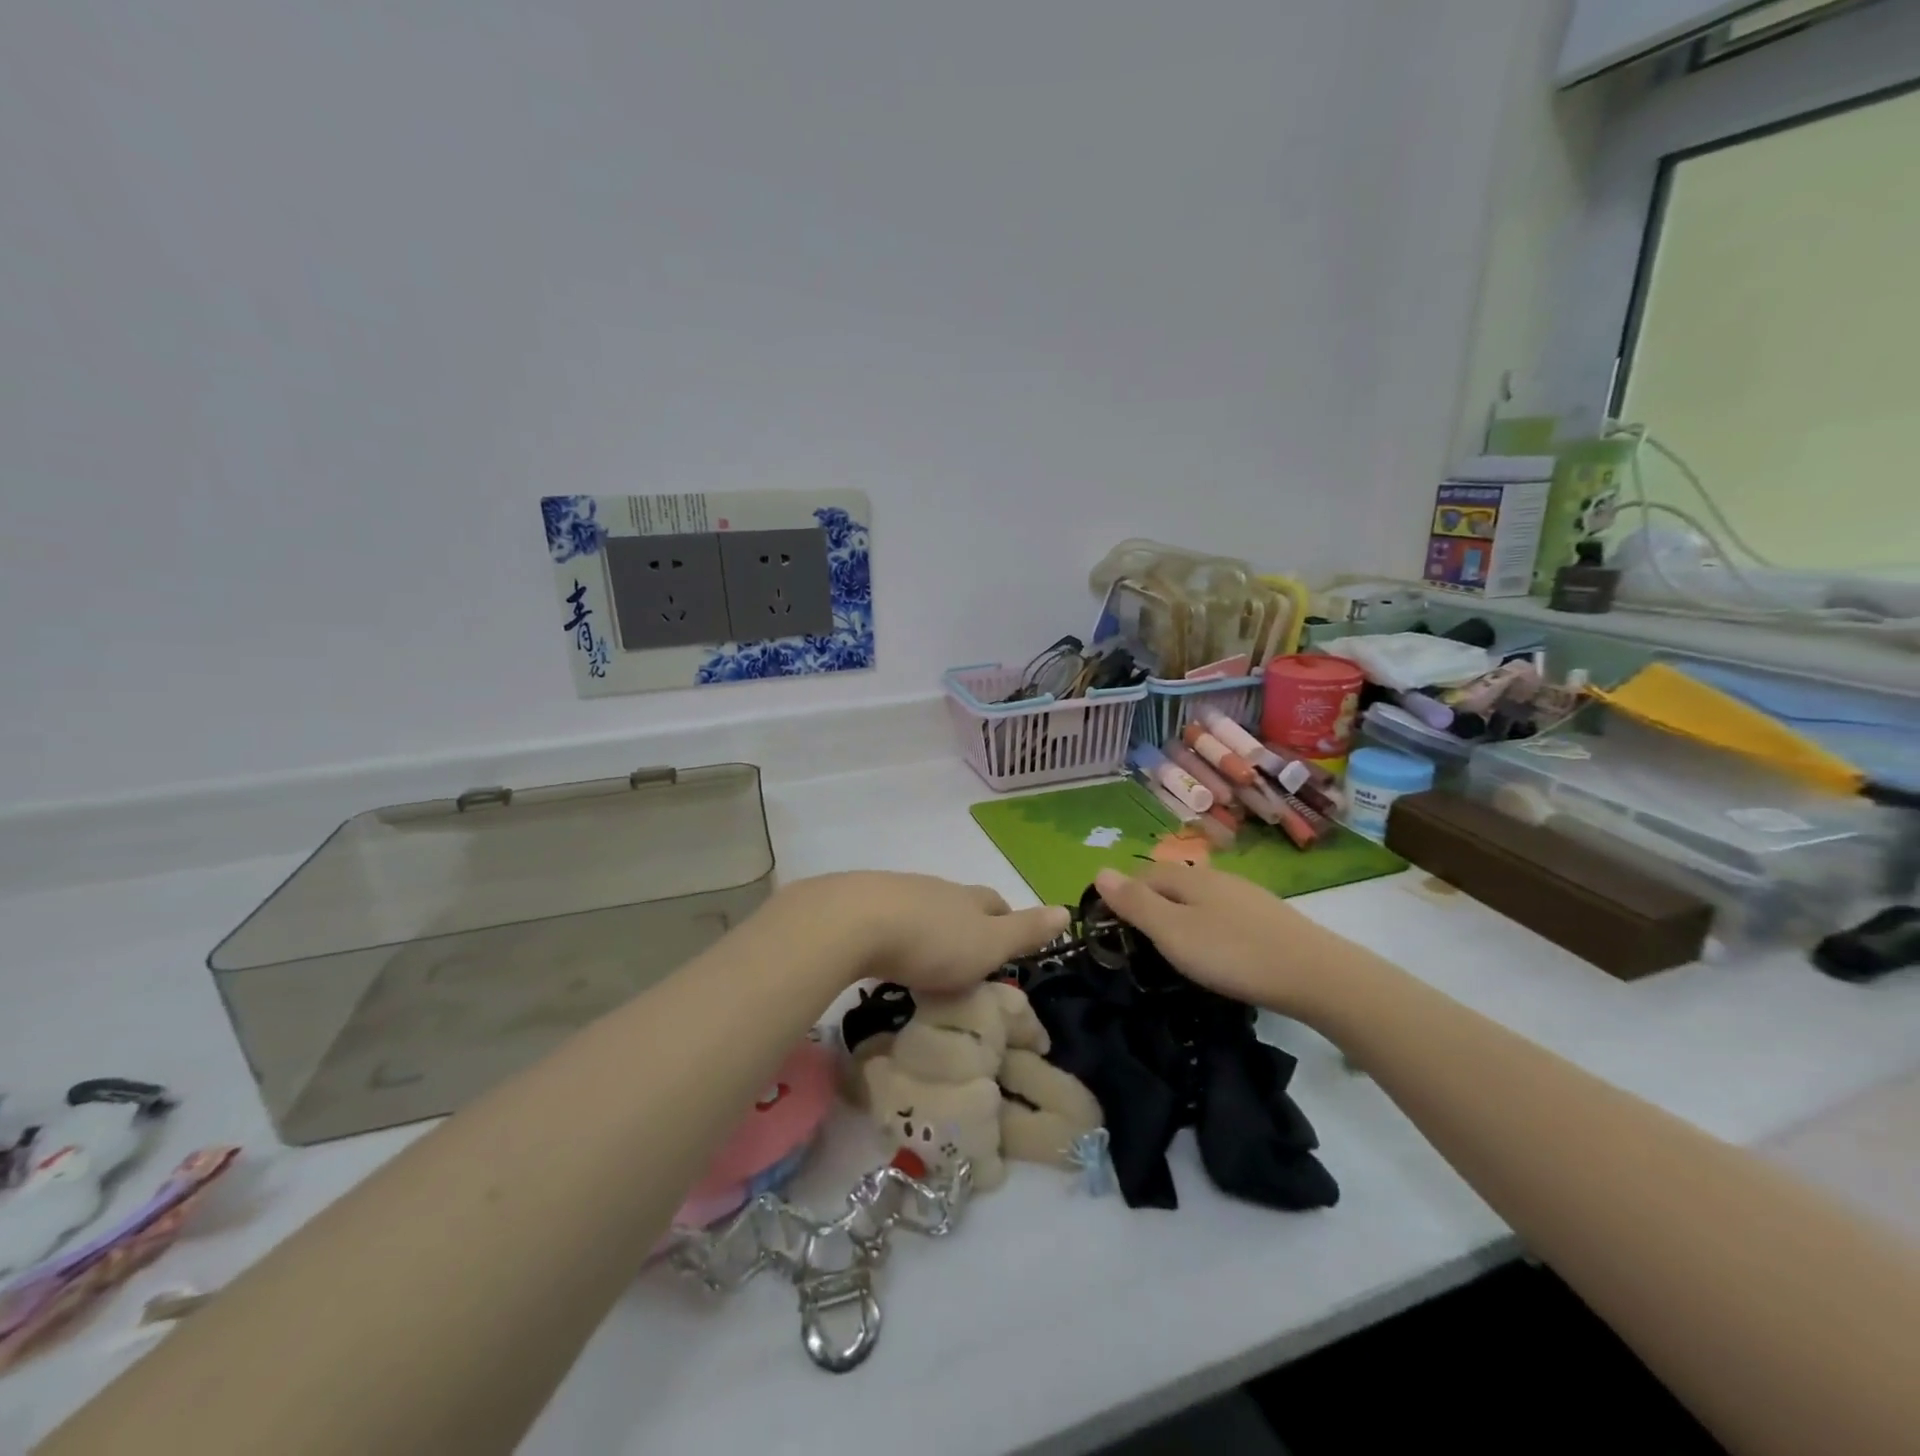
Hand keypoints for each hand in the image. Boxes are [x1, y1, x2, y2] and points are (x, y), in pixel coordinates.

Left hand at [771, 872, 1069, 995]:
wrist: (855, 922)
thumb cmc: (932, 940)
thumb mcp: (989, 943)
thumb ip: (1026, 931)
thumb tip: (1067, 910)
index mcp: (969, 899)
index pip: (996, 904)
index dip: (1006, 920)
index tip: (1007, 943)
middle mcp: (936, 889)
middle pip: (959, 903)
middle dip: (967, 923)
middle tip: (967, 956)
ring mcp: (897, 892)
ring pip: (923, 907)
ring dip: (929, 927)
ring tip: (926, 958)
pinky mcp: (861, 904)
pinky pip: (888, 917)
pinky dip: (895, 932)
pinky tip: (887, 950)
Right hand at [1093, 864, 1349, 1017]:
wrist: (1315, 975)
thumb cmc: (1232, 954)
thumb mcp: (1172, 932)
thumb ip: (1135, 903)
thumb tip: (1099, 870)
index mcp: (1188, 879)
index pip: (1142, 875)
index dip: (1122, 895)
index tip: (1111, 927)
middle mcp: (1216, 878)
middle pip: (1171, 883)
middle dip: (1151, 903)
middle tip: (1139, 942)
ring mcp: (1246, 895)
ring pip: (1200, 898)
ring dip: (1180, 914)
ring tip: (1174, 947)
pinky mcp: (1269, 917)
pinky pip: (1224, 913)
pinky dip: (1209, 926)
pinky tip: (1217, 949)